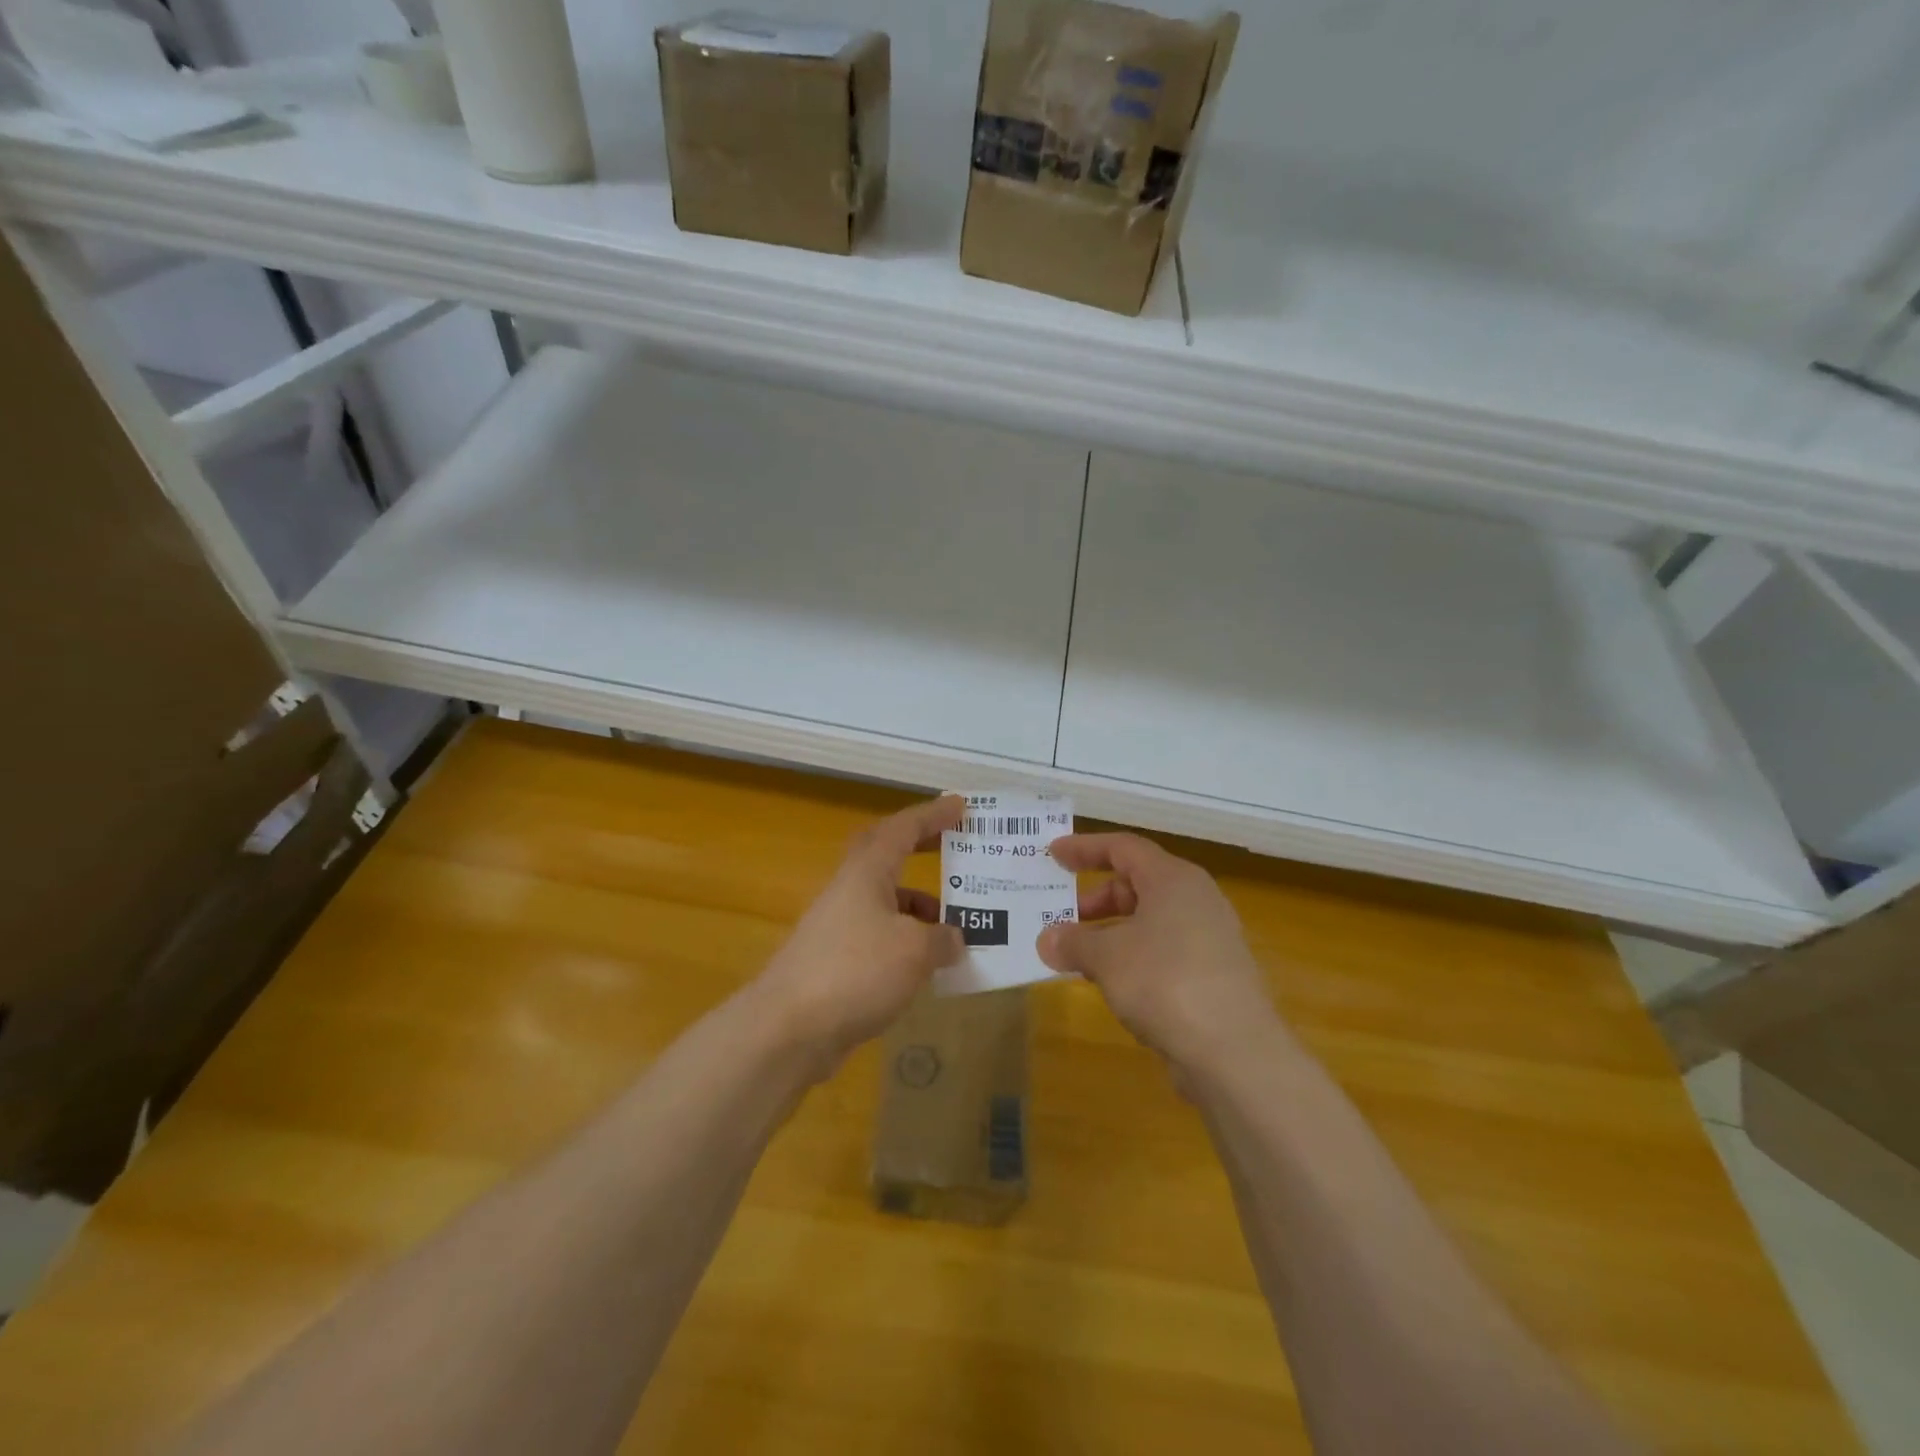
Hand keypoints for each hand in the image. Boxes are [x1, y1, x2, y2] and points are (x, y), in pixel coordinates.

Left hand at [754, 795, 965, 1069]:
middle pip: (888, 855)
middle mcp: (850, 890)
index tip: (961, 805)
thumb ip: (942, 939)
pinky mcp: (836, 961)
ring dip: (919, 905)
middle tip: (955, 846)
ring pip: (886, 901)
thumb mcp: (914, 951)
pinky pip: (881, 937)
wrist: (788, 1029)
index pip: (903, 828)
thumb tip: (953, 939)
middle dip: (922, 847)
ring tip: (955, 926)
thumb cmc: (855, 971)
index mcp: (866, 873)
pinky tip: (926, 968)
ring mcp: (839, 926)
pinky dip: (907, 942)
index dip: (933, 815)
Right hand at [1038, 833, 1289, 1076]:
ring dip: (1110, 933)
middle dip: (1095, 899)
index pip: (1123, 847)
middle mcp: (1196, 900)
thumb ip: (1072, 942)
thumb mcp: (1107, 958)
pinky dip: (1132, 957)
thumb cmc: (1165, 982)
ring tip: (1077, 956)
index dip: (1085, 848)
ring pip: (1149, 921)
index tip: (1053, 854)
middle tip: (1060, 916)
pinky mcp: (1213, 975)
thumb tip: (1047, 940)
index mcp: (1173, 879)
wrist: (1235, 1053)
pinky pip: (1162, 951)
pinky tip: (1111, 984)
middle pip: (1137, 884)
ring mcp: (1209, 939)